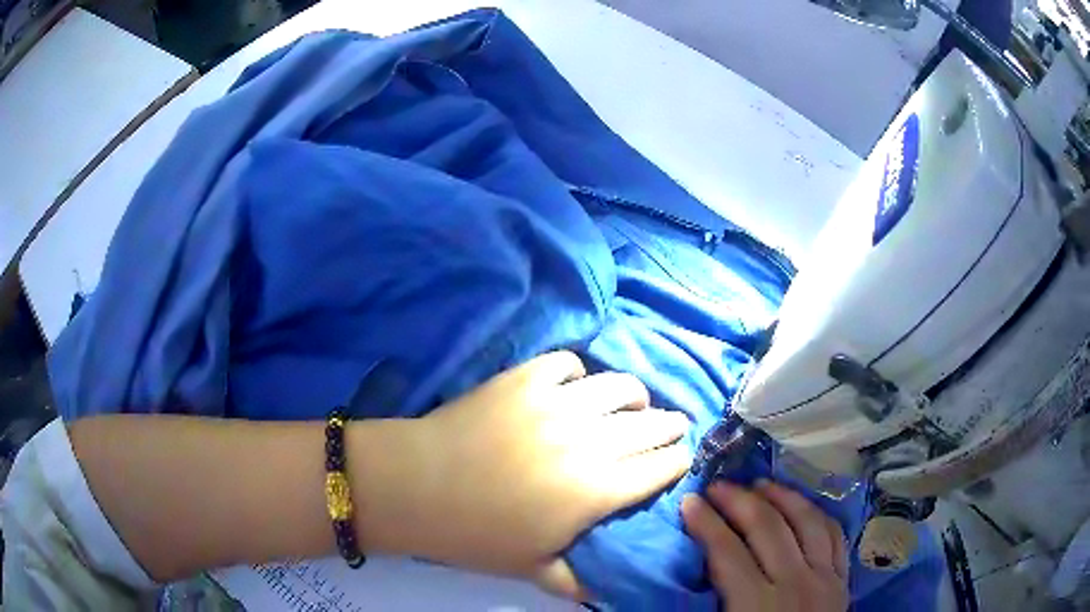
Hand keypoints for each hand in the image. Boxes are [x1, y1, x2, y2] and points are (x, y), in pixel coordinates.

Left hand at [378, 351, 690, 597]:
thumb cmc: (474, 534)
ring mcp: (557, 404)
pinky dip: (579, 373)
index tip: (679, 459)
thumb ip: (575, 582)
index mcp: (596, 490)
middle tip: (668, 427)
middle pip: (651, 423)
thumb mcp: (531, 569)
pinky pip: (569, 364)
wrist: (415, 486)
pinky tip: (572, 387)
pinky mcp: (525, 379)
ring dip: (634, 395)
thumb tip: (603, 593)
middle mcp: (589, 441)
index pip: (660, 467)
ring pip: (620, 386)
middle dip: (669, 426)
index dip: (677, 461)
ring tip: (630, 403)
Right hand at [682, 481, 849, 611]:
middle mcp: (794, 583)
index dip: (706, 524)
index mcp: (756, 605)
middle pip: (767, 528)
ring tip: (761, 484)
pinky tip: (803, 505)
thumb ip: (707, 607)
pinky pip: (834, 534)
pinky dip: (817, 514)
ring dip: (782, 497)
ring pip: (807, 521)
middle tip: (719, 485)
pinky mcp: (842, 578)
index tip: (689, 501)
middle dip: (739, 501)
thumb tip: (687, 577)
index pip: (727, 553)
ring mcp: (824, 577)